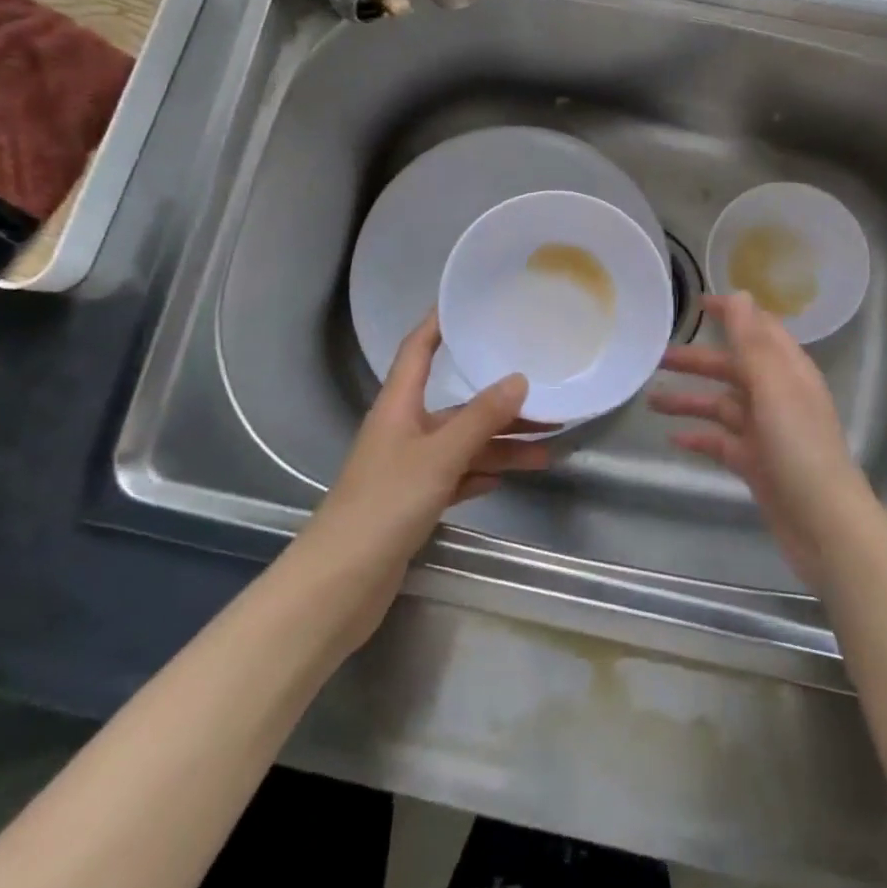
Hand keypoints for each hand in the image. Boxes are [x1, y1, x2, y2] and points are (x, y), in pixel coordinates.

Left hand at [299, 311, 550, 649]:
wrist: (339, 585)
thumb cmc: (384, 505)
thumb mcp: (439, 456)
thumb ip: (480, 418)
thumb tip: (519, 379)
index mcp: (398, 406)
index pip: (418, 350)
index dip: (438, 323)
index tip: (468, 302)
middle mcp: (403, 429)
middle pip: (456, 404)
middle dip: (498, 401)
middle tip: (545, 395)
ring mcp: (408, 468)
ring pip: (463, 444)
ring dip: (500, 444)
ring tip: (547, 447)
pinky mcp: (413, 502)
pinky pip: (457, 476)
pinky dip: (482, 473)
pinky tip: (508, 476)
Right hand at [649, 293, 874, 584]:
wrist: (824, 524)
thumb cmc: (800, 447)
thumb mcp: (774, 387)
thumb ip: (753, 342)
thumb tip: (740, 294)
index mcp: (788, 371)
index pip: (758, 330)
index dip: (730, 315)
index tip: (697, 304)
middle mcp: (777, 395)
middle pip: (733, 368)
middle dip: (697, 361)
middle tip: (657, 357)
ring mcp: (766, 431)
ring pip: (721, 406)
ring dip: (689, 400)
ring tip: (650, 401)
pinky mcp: (755, 463)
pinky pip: (721, 442)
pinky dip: (698, 437)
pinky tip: (672, 439)